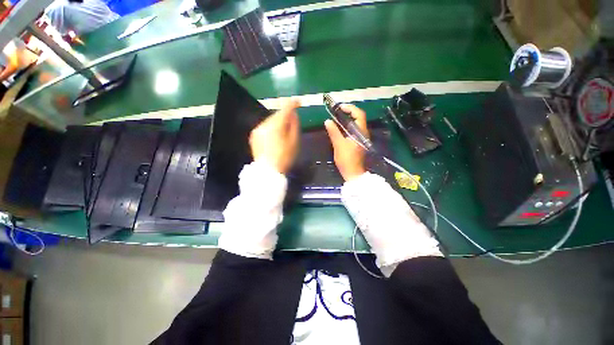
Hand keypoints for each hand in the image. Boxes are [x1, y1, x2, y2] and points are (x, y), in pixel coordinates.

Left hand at [250, 99, 300, 173]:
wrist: (267, 172)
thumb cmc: (284, 158)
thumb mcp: (294, 142)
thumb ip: (294, 125)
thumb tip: (294, 114)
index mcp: (276, 125)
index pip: (285, 109)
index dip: (293, 103)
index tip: (299, 101)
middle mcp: (264, 124)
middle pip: (277, 114)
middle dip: (285, 115)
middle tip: (293, 120)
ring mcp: (258, 129)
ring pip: (271, 120)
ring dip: (278, 121)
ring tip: (284, 131)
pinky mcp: (254, 135)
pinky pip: (265, 126)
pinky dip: (272, 128)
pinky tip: (276, 136)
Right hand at [324, 104, 367, 180]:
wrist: (353, 173)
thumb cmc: (347, 159)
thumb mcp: (339, 145)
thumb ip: (334, 132)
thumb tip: (327, 121)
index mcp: (361, 132)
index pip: (359, 114)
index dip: (350, 108)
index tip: (340, 107)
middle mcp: (363, 133)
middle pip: (358, 117)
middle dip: (348, 112)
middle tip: (337, 111)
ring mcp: (361, 137)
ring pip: (355, 124)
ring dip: (347, 119)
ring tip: (336, 116)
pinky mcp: (358, 142)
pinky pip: (353, 130)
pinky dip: (347, 126)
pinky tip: (339, 127)